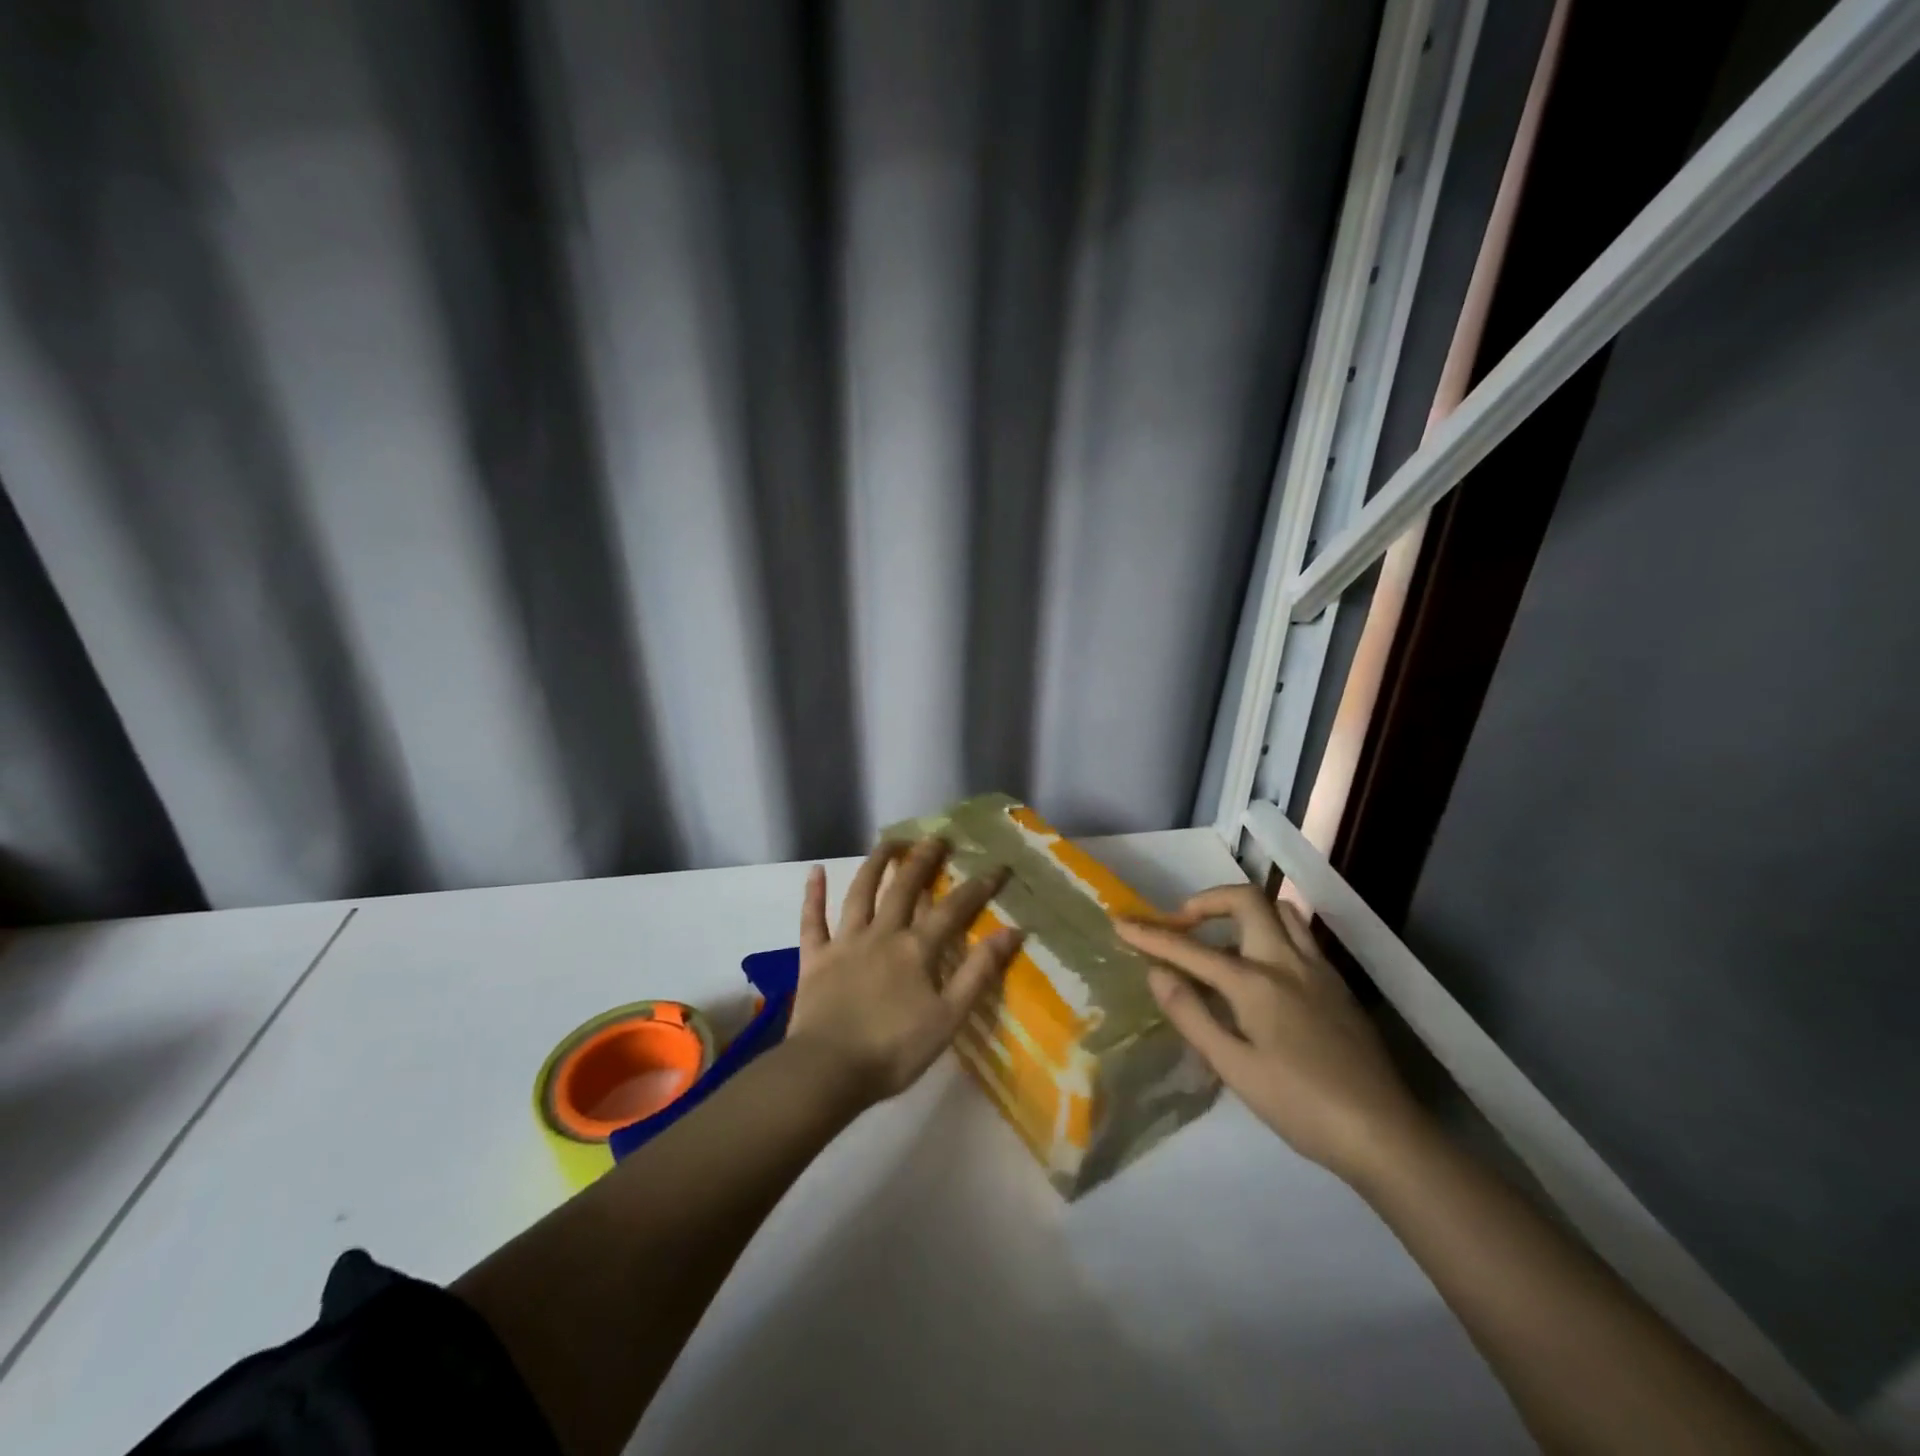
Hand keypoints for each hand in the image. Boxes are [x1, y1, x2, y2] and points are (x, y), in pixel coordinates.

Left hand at [785, 837, 1023, 1107]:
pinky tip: (814, 871)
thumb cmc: (894, 1050)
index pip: (953, 909)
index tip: (997, 867)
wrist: (828, 1070)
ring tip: (890, 841)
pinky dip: (813, 895)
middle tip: (937, 838)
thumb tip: (1013, 932)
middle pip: (904, 888)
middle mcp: (882, 934)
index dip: (977, 887)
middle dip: (923, 860)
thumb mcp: (949, 1017)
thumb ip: (979, 972)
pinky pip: (812, 920)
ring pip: (860, 893)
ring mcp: (845, 942)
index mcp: (916, 949)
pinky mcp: (814, 958)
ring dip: (875, 864)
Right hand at [1117, 885, 1424, 1182]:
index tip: (1120, 922)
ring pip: (1279, 911)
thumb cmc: (1300, 1105)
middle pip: (1246, 900)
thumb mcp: (1234, 1067)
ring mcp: (1318, 969)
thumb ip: (1192, 1014)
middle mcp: (1287, 961)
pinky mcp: (1337, 985)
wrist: (1384, 1134)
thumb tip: (1157, 972)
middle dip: (1205, 901)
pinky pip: (1298, 936)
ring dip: (1243, 913)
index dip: (1151, 935)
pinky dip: (1269, 934)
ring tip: (1221, 943)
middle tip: (1182, 925)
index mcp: (1255, 982)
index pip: (1190, 950)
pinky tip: (1261, 972)